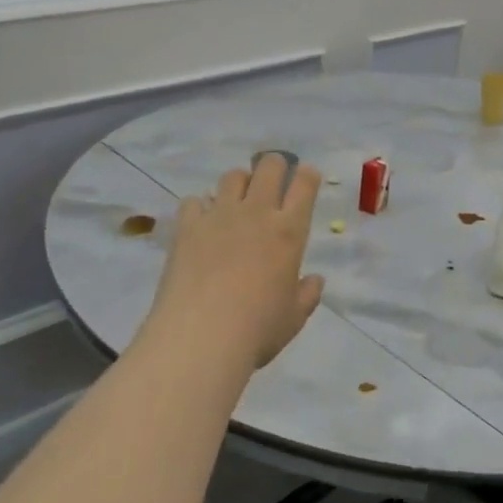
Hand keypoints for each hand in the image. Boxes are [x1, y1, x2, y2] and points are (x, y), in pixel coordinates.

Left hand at [142, 154, 324, 373]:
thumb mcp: (294, 317)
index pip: (305, 184)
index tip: (306, 176)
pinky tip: (201, 224)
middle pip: (269, 167)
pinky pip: (194, 200)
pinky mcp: (187, 226)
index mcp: (289, 231)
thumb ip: (307, 294)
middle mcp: (257, 213)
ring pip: (233, 176)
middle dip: (275, 166)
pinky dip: (200, 207)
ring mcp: (219, 215)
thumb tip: (315, 280)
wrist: (201, 336)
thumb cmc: (258, 329)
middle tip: (273, 181)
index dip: (307, 175)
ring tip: (236, 201)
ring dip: (239, 183)